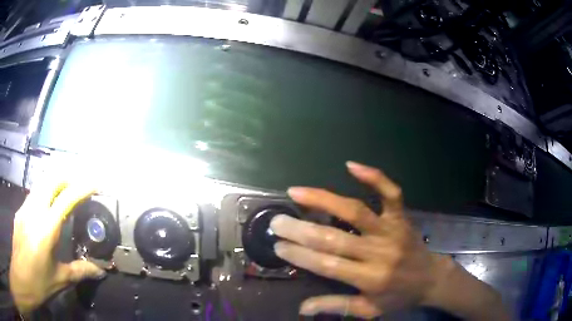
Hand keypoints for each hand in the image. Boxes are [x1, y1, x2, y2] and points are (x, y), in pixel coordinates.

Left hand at [10, 179, 104, 314]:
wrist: (21, 275)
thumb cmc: (38, 281)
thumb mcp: (60, 279)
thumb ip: (80, 271)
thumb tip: (100, 271)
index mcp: (46, 228)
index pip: (66, 199)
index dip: (82, 188)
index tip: (95, 184)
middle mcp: (34, 211)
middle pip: (51, 179)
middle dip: (68, 177)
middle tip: (80, 185)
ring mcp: (25, 208)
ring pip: (41, 182)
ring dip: (56, 182)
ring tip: (66, 190)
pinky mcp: (20, 211)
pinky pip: (34, 193)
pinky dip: (45, 192)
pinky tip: (48, 205)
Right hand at [269, 161, 457, 317]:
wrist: (431, 279)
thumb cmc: (398, 296)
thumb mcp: (369, 310)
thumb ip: (336, 307)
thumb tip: (302, 308)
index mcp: (370, 278)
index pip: (327, 265)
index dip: (300, 255)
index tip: (278, 245)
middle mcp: (379, 252)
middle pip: (335, 238)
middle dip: (301, 229)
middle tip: (277, 220)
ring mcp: (391, 230)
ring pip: (355, 211)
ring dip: (324, 200)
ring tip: (297, 192)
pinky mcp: (401, 216)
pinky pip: (390, 193)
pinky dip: (373, 177)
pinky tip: (351, 166)